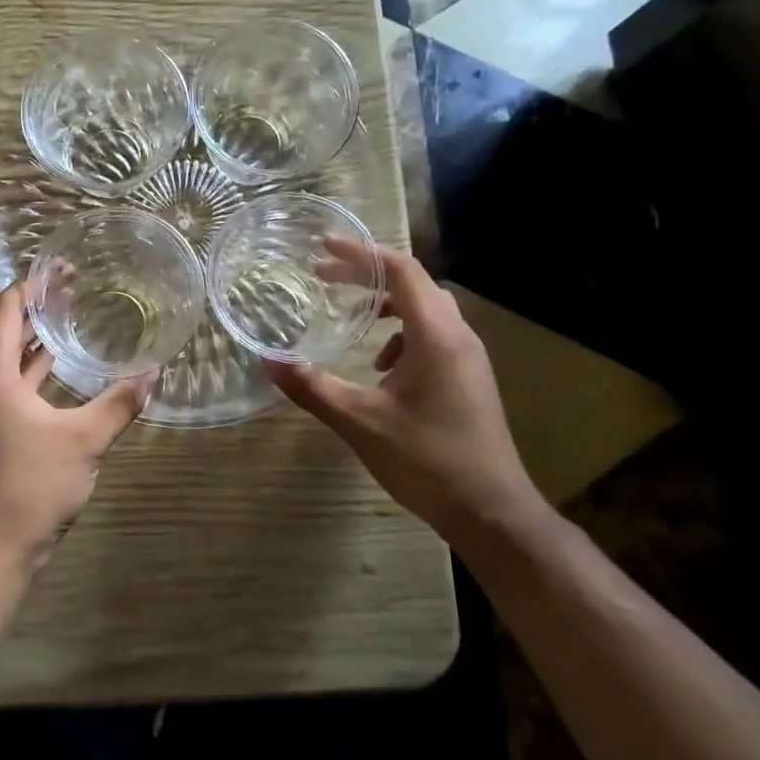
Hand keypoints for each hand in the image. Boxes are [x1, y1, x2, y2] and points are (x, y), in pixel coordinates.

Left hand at [0, 285, 153, 571]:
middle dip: (34, 306)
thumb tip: (155, 372)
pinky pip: (1, 381)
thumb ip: (120, 402)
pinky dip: (25, 366)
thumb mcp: (85, 440)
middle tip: (73, 287)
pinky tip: (54, 365)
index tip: (64, 268)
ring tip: (68, 316)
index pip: (5, 309)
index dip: (34, 285)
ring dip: (29, 336)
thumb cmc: (32, 486)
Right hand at [265, 242, 539, 538]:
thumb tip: (268, 360)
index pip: (400, 270)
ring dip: (386, 304)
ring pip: (426, 309)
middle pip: (413, 283)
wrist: (492, 512)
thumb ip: (312, 387)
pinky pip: (433, 335)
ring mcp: (468, 357)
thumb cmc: (427, 460)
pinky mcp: (469, 378)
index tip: (322, 247)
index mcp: (436, 335)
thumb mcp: (359, 422)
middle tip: (322, 277)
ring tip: (350, 318)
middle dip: (366, 275)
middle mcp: (458, 335)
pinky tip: (381, 368)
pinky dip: (401, 334)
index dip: (360, 253)